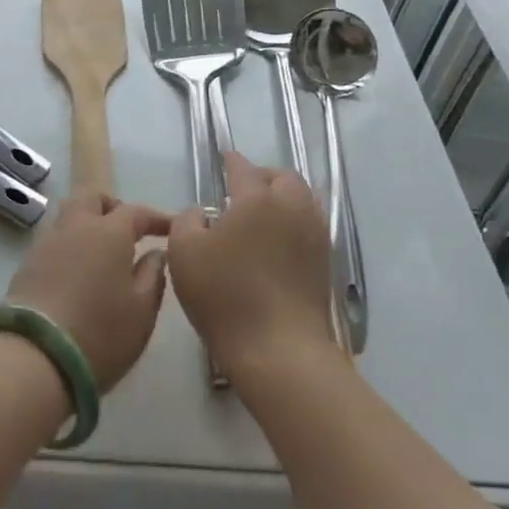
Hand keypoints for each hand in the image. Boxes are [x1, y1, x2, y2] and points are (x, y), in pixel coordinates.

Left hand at [5, 195, 170, 391]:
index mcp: (109, 232)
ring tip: (101, 249)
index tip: (169, 228)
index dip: (155, 218)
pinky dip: (70, 243)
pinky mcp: (27, 262)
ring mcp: (47, 242)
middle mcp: (76, 226)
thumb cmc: (101, 333)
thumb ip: (153, 275)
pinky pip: (54, 238)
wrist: (36, 356)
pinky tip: (77, 268)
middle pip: (92, 198)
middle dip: (112, 206)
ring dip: (87, 222)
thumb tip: (156, 253)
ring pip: (69, 214)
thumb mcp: (142, 311)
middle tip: (128, 230)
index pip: (136, 212)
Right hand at [167, 152, 332, 381]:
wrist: (279, 351)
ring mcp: (314, 237)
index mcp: (258, 199)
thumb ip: (187, 220)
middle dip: (263, 177)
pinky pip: (309, 227)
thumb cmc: (225, 295)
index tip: (224, 158)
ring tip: (260, 216)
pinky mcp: (324, 265)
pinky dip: (292, 224)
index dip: (231, 161)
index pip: (243, 168)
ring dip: (282, 199)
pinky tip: (275, 243)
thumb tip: (202, 213)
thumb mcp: (184, 253)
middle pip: (283, 178)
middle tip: (241, 191)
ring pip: (302, 201)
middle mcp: (292, 208)